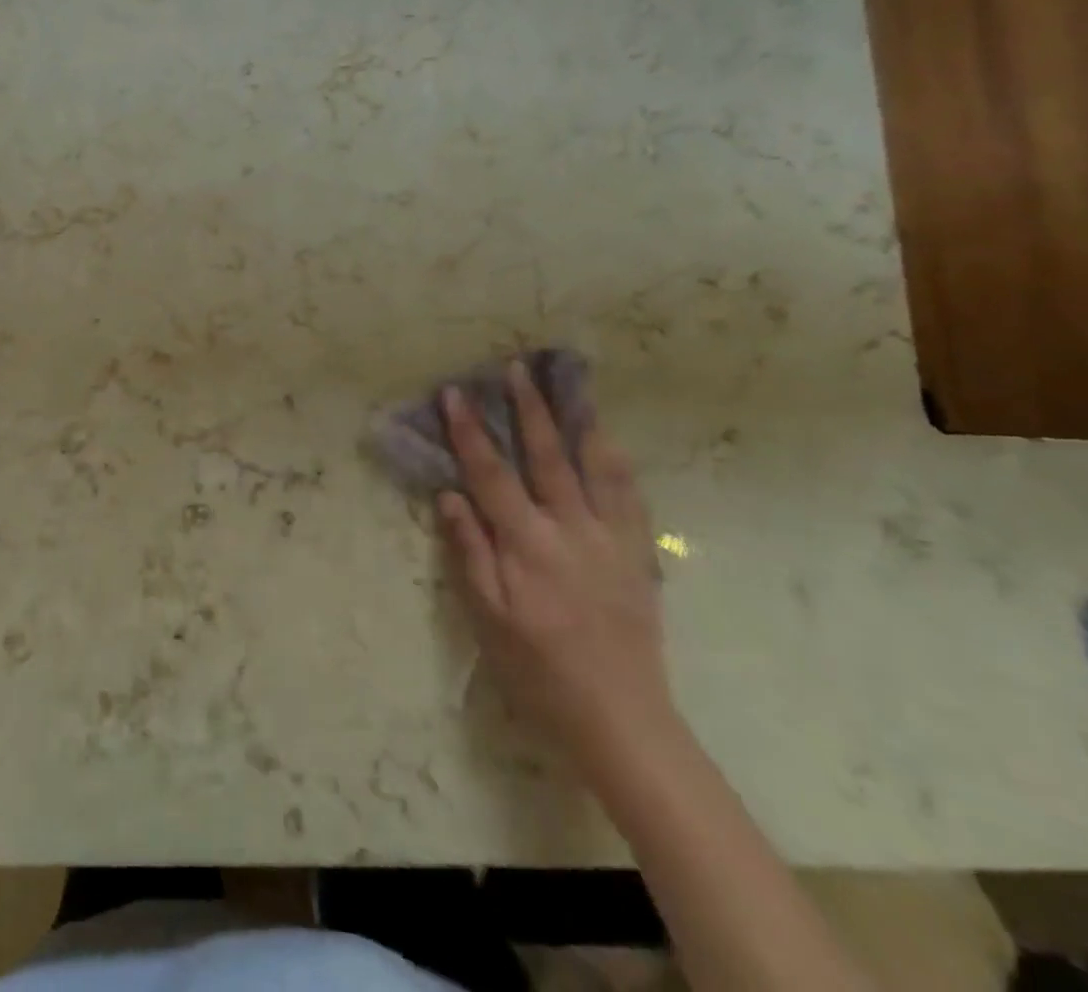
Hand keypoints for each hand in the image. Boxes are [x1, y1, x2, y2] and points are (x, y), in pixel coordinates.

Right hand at [438, 364, 672, 774]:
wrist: (620, 719)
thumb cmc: (538, 670)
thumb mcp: (488, 618)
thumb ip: (470, 552)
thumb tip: (450, 495)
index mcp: (527, 545)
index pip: (491, 474)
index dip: (470, 431)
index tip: (455, 393)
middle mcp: (570, 530)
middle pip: (545, 456)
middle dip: (527, 409)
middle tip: (515, 368)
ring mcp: (611, 539)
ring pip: (595, 467)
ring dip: (577, 421)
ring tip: (569, 386)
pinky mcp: (637, 554)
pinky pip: (630, 496)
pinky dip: (617, 461)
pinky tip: (609, 441)